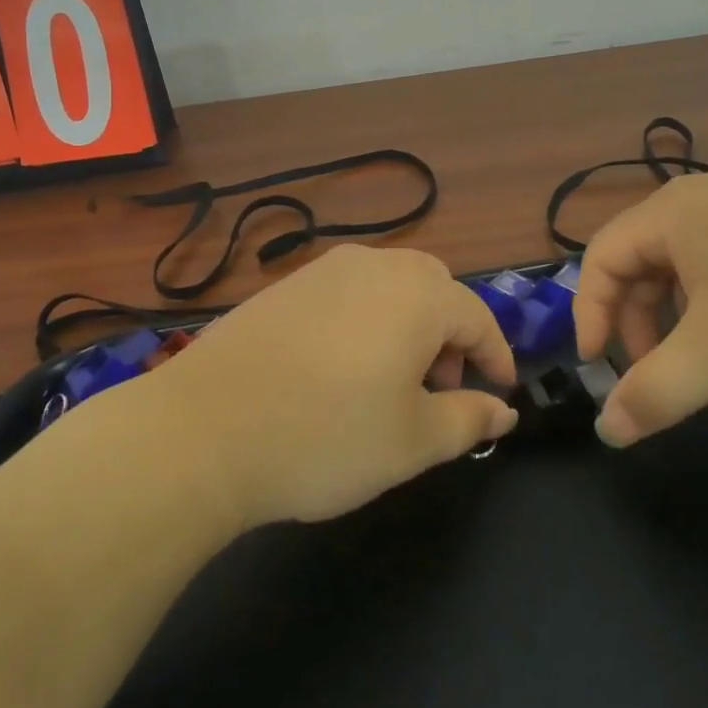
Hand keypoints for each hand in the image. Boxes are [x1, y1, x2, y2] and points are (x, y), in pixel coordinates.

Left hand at [147, 245, 517, 527]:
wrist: (203, 430)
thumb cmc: (326, 437)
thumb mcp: (413, 441)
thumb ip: (469, 419)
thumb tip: (503, 413)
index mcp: (417, 295)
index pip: (477, 317)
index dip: (496, 357)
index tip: (501, 393)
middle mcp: (373, 266)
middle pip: (434, 289)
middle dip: (450, 335)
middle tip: (440, 388)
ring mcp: (321, 271)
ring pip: (387, 287)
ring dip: (407, 326)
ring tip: (390, 382)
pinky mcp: (282, 287)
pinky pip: (345, 294)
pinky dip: (364, 322)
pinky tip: (338, 369)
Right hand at [574, 172, 707, 446]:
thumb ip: (654, 393)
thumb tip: (606, 432)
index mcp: (674, 211)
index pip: (601, 257)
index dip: (588, 313)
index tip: (599, 366)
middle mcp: (706, 197)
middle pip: (642, 260)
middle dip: (639, 320)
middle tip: (656, 371)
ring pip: (688, 264)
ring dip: (680, 315)